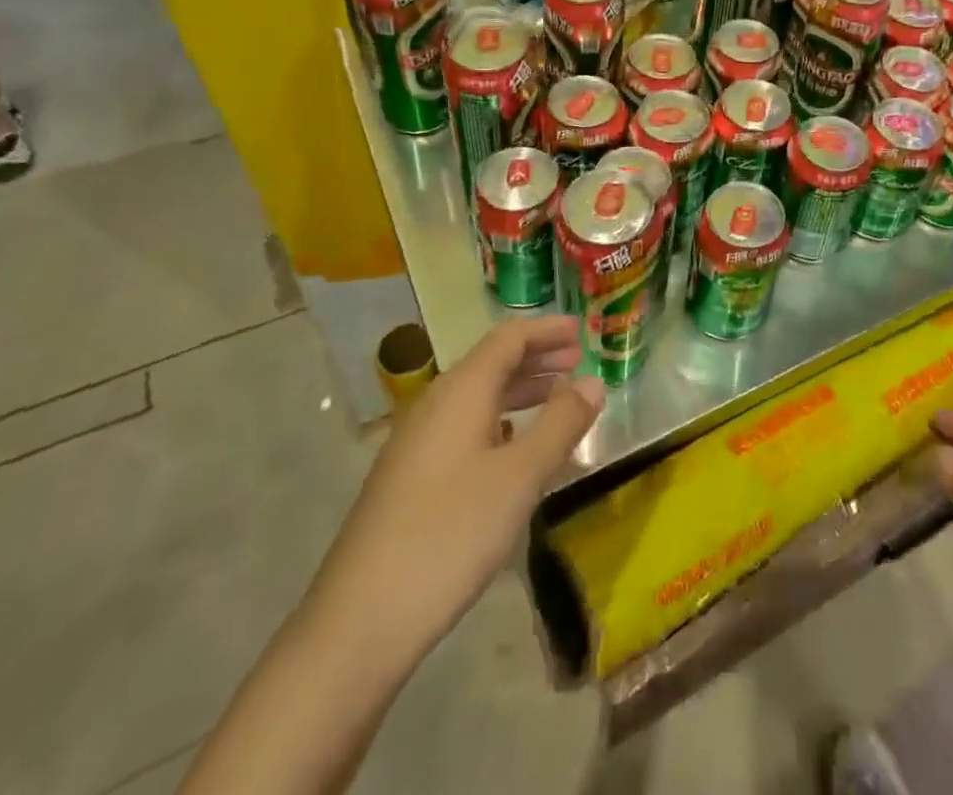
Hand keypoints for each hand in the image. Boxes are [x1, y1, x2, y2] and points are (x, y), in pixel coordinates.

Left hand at [306, 316, 604, 669]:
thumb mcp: (520, 477)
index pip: (508, 338)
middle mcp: (435, 404)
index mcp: (461, 391)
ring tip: (557, 400)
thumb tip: (593, 382)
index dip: (546, 330)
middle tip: (578, 363)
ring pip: (477, 397)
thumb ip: (561, 424)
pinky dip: (499, 422)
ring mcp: (416, 442)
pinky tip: (513, 448)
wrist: (359, 621)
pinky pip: (463, 427)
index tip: (582, 331)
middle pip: (491, 363)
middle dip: (537, 359)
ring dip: (519, 391)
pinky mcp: (409, 477)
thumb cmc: (450, 534)